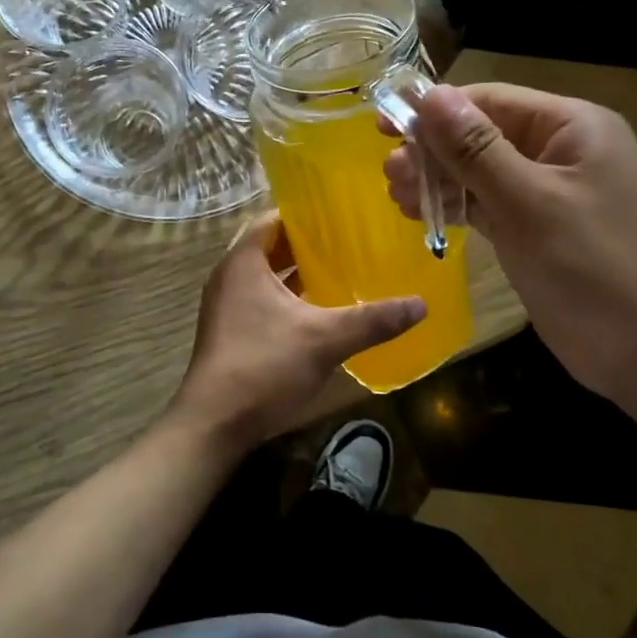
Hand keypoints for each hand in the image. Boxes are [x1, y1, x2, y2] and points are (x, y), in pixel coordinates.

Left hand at [171, 213, 424, 448]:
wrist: (215, 423)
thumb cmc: (264, 366)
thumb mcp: (325, 339)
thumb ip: (372, 320)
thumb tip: (421, 304)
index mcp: (243, 263)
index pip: (273, 220)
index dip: (305, 215)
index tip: (340, 214)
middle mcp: (229, 277)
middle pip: (270, 247)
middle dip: (306, 245)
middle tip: (348, 241)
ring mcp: (227, 306)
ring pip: (266, 277)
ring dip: (297, 273)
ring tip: (340, 270)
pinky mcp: (230, 332)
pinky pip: (262, 300)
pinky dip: (288, 298)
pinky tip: (319, 310)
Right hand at [383, 83, 636, 402]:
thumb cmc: (594, 268)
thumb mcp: (528, 203)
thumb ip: (475, 149)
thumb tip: (429, 95)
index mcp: (572, 128)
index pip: (491, 101)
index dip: (434, 110)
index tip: (382, 125)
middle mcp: (561, 151)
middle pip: (482, 135)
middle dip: (433, 152)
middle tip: (388, 174)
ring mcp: (550, 193)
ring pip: (481, 172)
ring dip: (438, 181)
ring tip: (396, 195)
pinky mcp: (538, 230)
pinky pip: (489, 205)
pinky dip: (456, 207)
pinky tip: (420, 213)